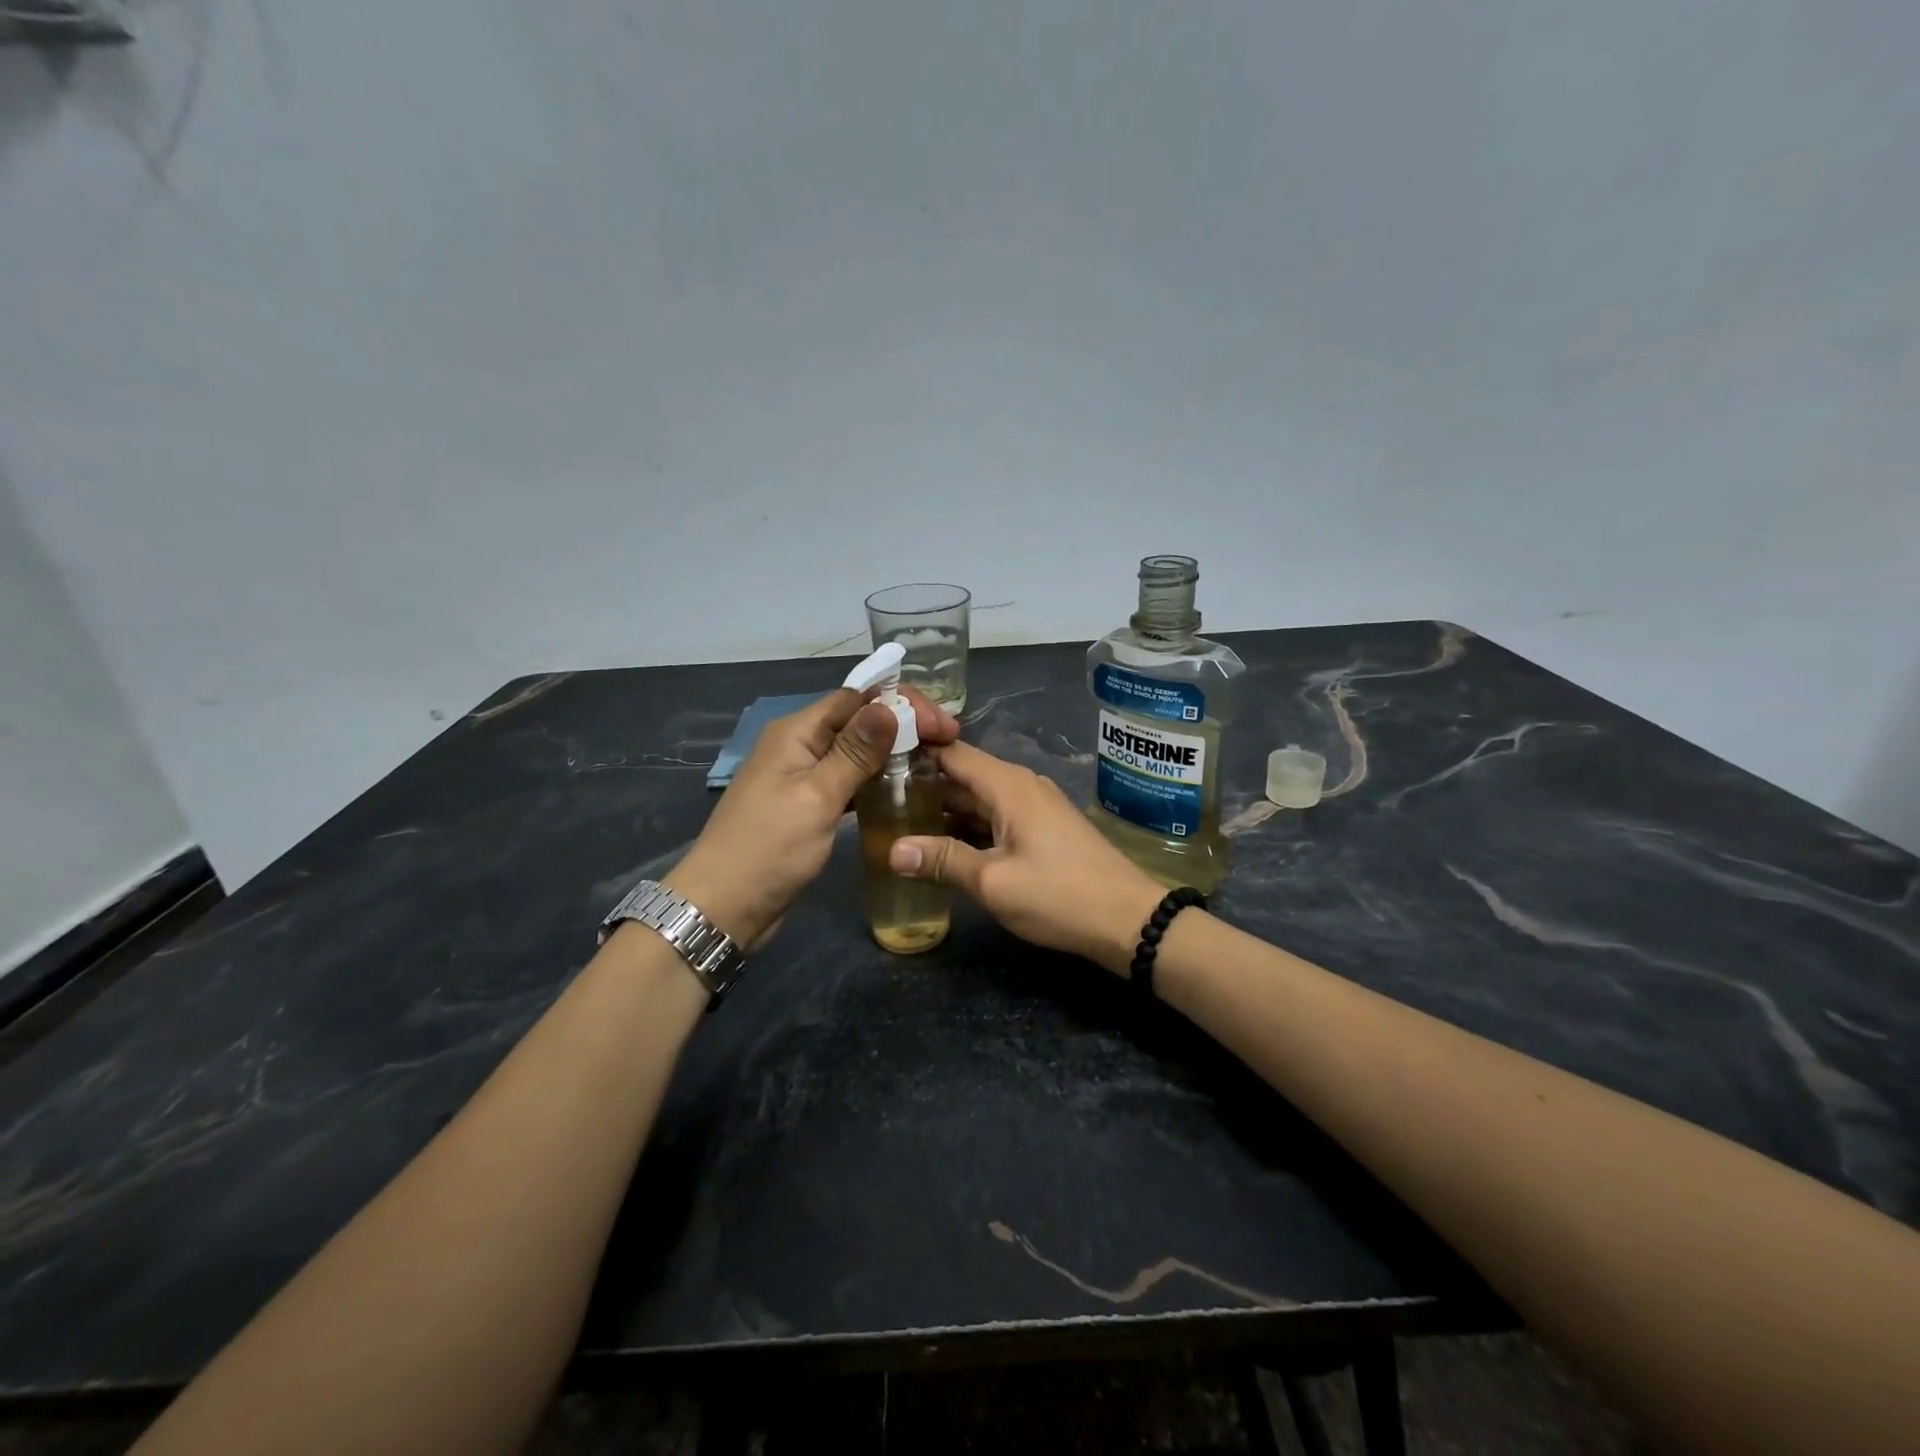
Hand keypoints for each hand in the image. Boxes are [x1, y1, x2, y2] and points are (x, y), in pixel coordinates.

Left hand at [669, 687, 959, 947]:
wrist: (723, 907)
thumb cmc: (769, 849)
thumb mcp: (817, 797)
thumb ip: (854, 752)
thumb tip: (889, 705)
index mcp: (796, 732)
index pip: (856, 698)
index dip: (900, 703)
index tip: (942, 725)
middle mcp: (799, 746)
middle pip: (857, 721)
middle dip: (902, 725)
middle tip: (948, 743)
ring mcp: (802, 777)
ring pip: (855, 752)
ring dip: (892, 752)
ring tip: (935, 761)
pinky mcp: (808, 806)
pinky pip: (847, 780)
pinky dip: (874, 780)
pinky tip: (903, 789)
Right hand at [886, 741, 1164, 974]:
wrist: (1129, 920)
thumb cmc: (1059, 895)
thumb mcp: (993, 882)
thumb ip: (942, 861)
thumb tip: (892, 851)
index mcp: (1007, 785)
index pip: (950, 752)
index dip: (913, 750)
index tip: (874, 756)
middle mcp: (1019, 786)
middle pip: (961, 775)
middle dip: (921, 786)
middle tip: (875, 799)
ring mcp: (1033, 808)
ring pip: (977, 800)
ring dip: (942, 811)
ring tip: (897, 822)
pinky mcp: (1041, 830)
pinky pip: (994, 818)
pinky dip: (966, 827)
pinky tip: (939, 846)